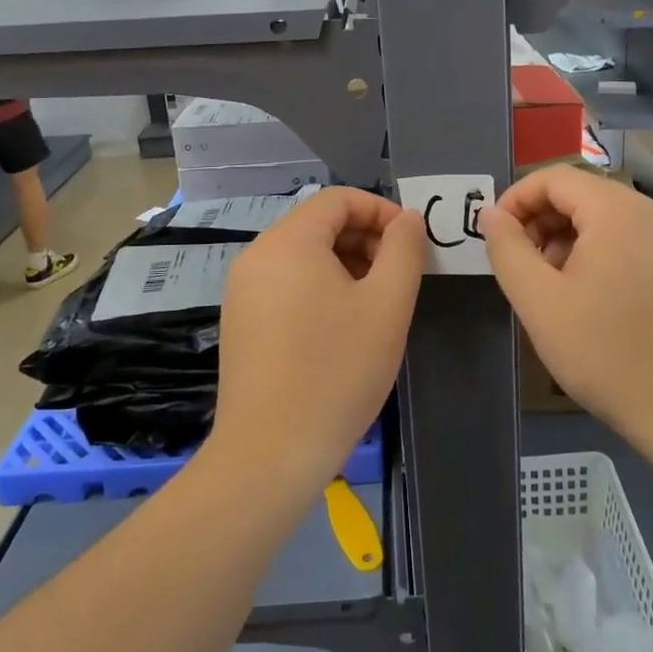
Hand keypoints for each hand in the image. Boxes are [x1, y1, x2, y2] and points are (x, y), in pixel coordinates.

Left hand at [211, 188, 426, 494]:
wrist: (270, 452)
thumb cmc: (337, 371)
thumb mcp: (387, 305)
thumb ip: (404, 250)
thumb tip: (408, 219)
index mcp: (288, 242)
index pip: (338, 199)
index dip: (381, 211)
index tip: (412, 244)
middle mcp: (257, 256)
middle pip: (318, 225)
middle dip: (365, 240)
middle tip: (399, 277)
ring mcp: (243, 290)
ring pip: (303, 256)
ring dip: (345, 265)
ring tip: (376, 304)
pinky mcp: (241, 322)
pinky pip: (286, 284)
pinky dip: (319, 289)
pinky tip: (342, 328)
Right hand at [479, 167, 652, 445]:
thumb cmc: (604, 351)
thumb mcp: (539, 300)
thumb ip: (507, 248)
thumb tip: (490, 214)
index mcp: (618, 210)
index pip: (554, 178)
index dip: (516, 200)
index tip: (494, 236)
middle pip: (581, 194)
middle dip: (540, 221)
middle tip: (520, 265)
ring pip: (604, 218)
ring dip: (566, 239)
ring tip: (549, 286)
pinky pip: (629, 239)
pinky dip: (597, 253)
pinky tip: (586, 296)